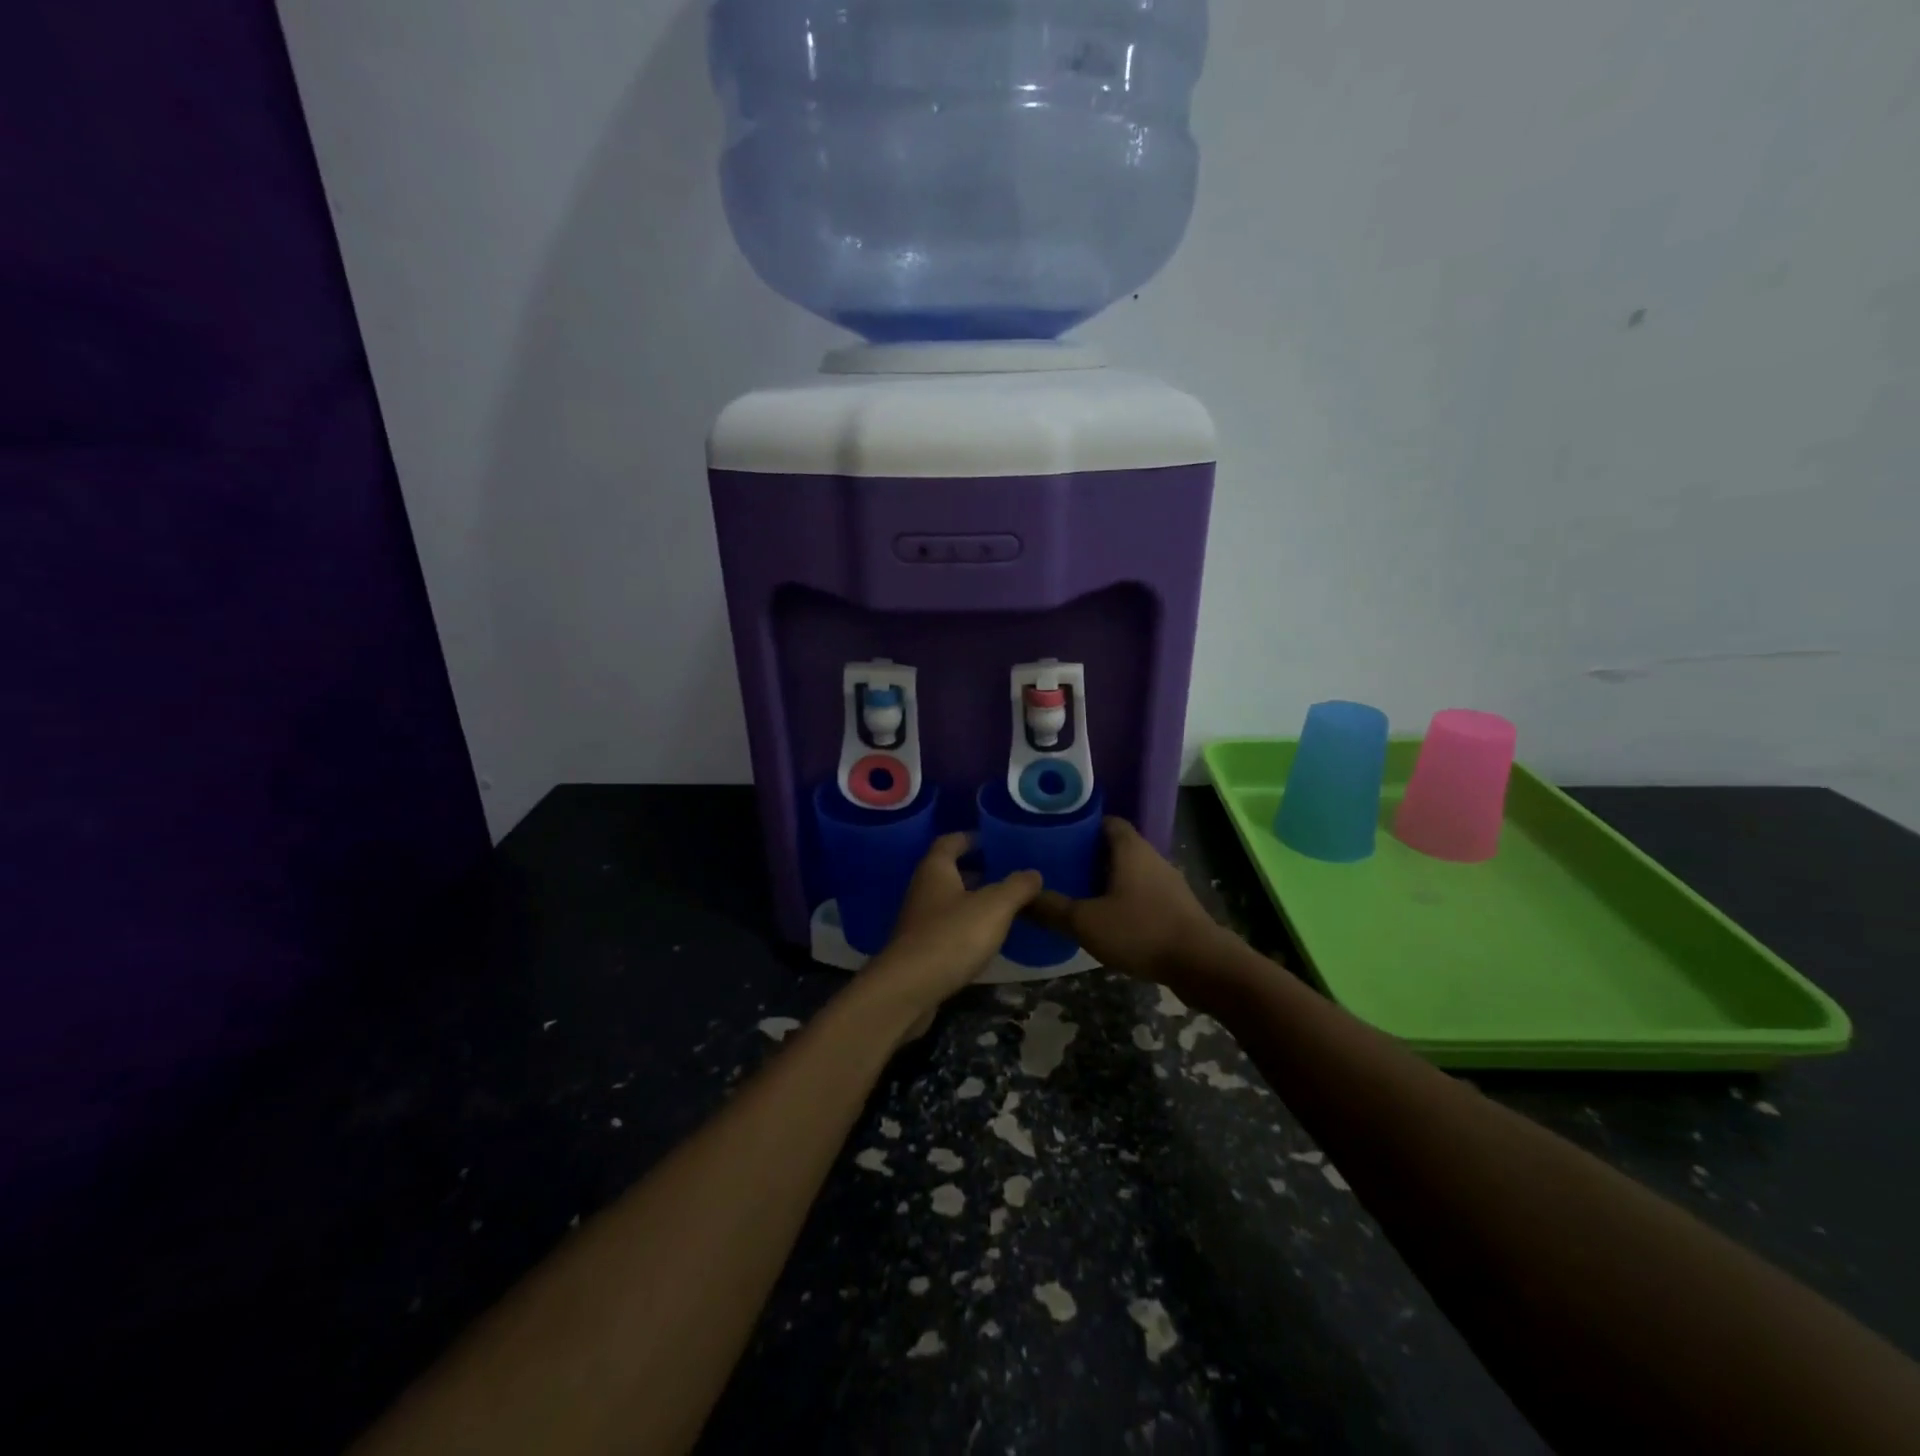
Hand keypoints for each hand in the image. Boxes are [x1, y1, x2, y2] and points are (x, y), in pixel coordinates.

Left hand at [862, 834, 1042, 1027]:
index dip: (970, 838)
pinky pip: (946, 929)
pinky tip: (985, 939)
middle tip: (1004, 873)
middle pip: (948, 872)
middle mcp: (923, 890)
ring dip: (971, 901)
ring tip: (1002, 906)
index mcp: (936, 870)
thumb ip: (1016, 887)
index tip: (991, 840)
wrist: (909, 989)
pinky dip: (965, 927)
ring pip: (948, 902)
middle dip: (975, 871)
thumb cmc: (951, 936)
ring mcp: (918, 922)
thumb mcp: (994, 907)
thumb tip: (1033, 873)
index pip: (950, 842)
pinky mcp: (919, 950)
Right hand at [1025, 818, 1224, 987]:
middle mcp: (1150, 857)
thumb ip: (1053, 909)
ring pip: (1129, 871)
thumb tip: (1022, 898)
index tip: (1056, 836)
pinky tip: (1105, 919)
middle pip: (1115, 846)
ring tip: (1076, 893)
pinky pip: (1142, 893)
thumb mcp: (1087, 921)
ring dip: (1106, 880)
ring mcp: (1167, 883)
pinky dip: (1122, 899)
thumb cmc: (1141, 930)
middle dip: (1088, 855)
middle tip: (1058, 868)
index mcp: (1130, 848)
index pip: (1106, 821)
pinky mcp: (1175, 907)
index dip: (1081, 825)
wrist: (1202, 964)